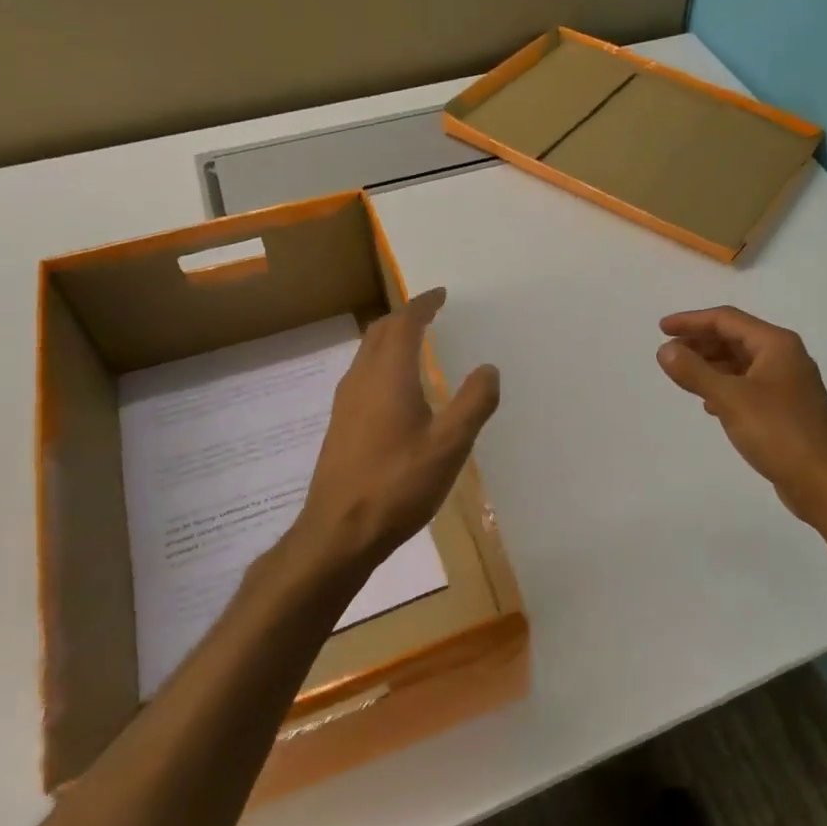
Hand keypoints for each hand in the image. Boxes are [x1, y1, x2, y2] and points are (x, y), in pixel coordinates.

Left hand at [297, 288, 499, 572]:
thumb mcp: (449, 446)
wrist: (338, 532)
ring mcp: (346, 403)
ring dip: (391, 339)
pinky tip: (397, 388)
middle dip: (405, 316)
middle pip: (380, 332)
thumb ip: (473, 403)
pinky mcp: (341, 425)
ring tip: (416, 343)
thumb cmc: (398, 485)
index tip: (440, 294)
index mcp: (388, 376)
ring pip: (367, 353)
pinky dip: (383, 363)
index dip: (422, 305)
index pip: (404, 324)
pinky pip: (363, 375)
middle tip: (430, 313)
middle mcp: (361, 380)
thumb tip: (488, 368)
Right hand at [656, 306, 826, 531]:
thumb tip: (664, 350)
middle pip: (735, 338)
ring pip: (742, 363)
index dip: (691, 321)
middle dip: (700, 343)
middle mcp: (785, 357)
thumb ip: (695, 372)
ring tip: (683, 376)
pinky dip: (726, 387)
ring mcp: (788, 384)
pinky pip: (749, 386)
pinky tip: (709, 404)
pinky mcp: (786, 408)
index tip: (661, 329)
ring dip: (711, 365)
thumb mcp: (730, 399)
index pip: (727, 320)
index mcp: (776, 345)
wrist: (824, 482)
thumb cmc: (779, 433)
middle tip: (668, 353)